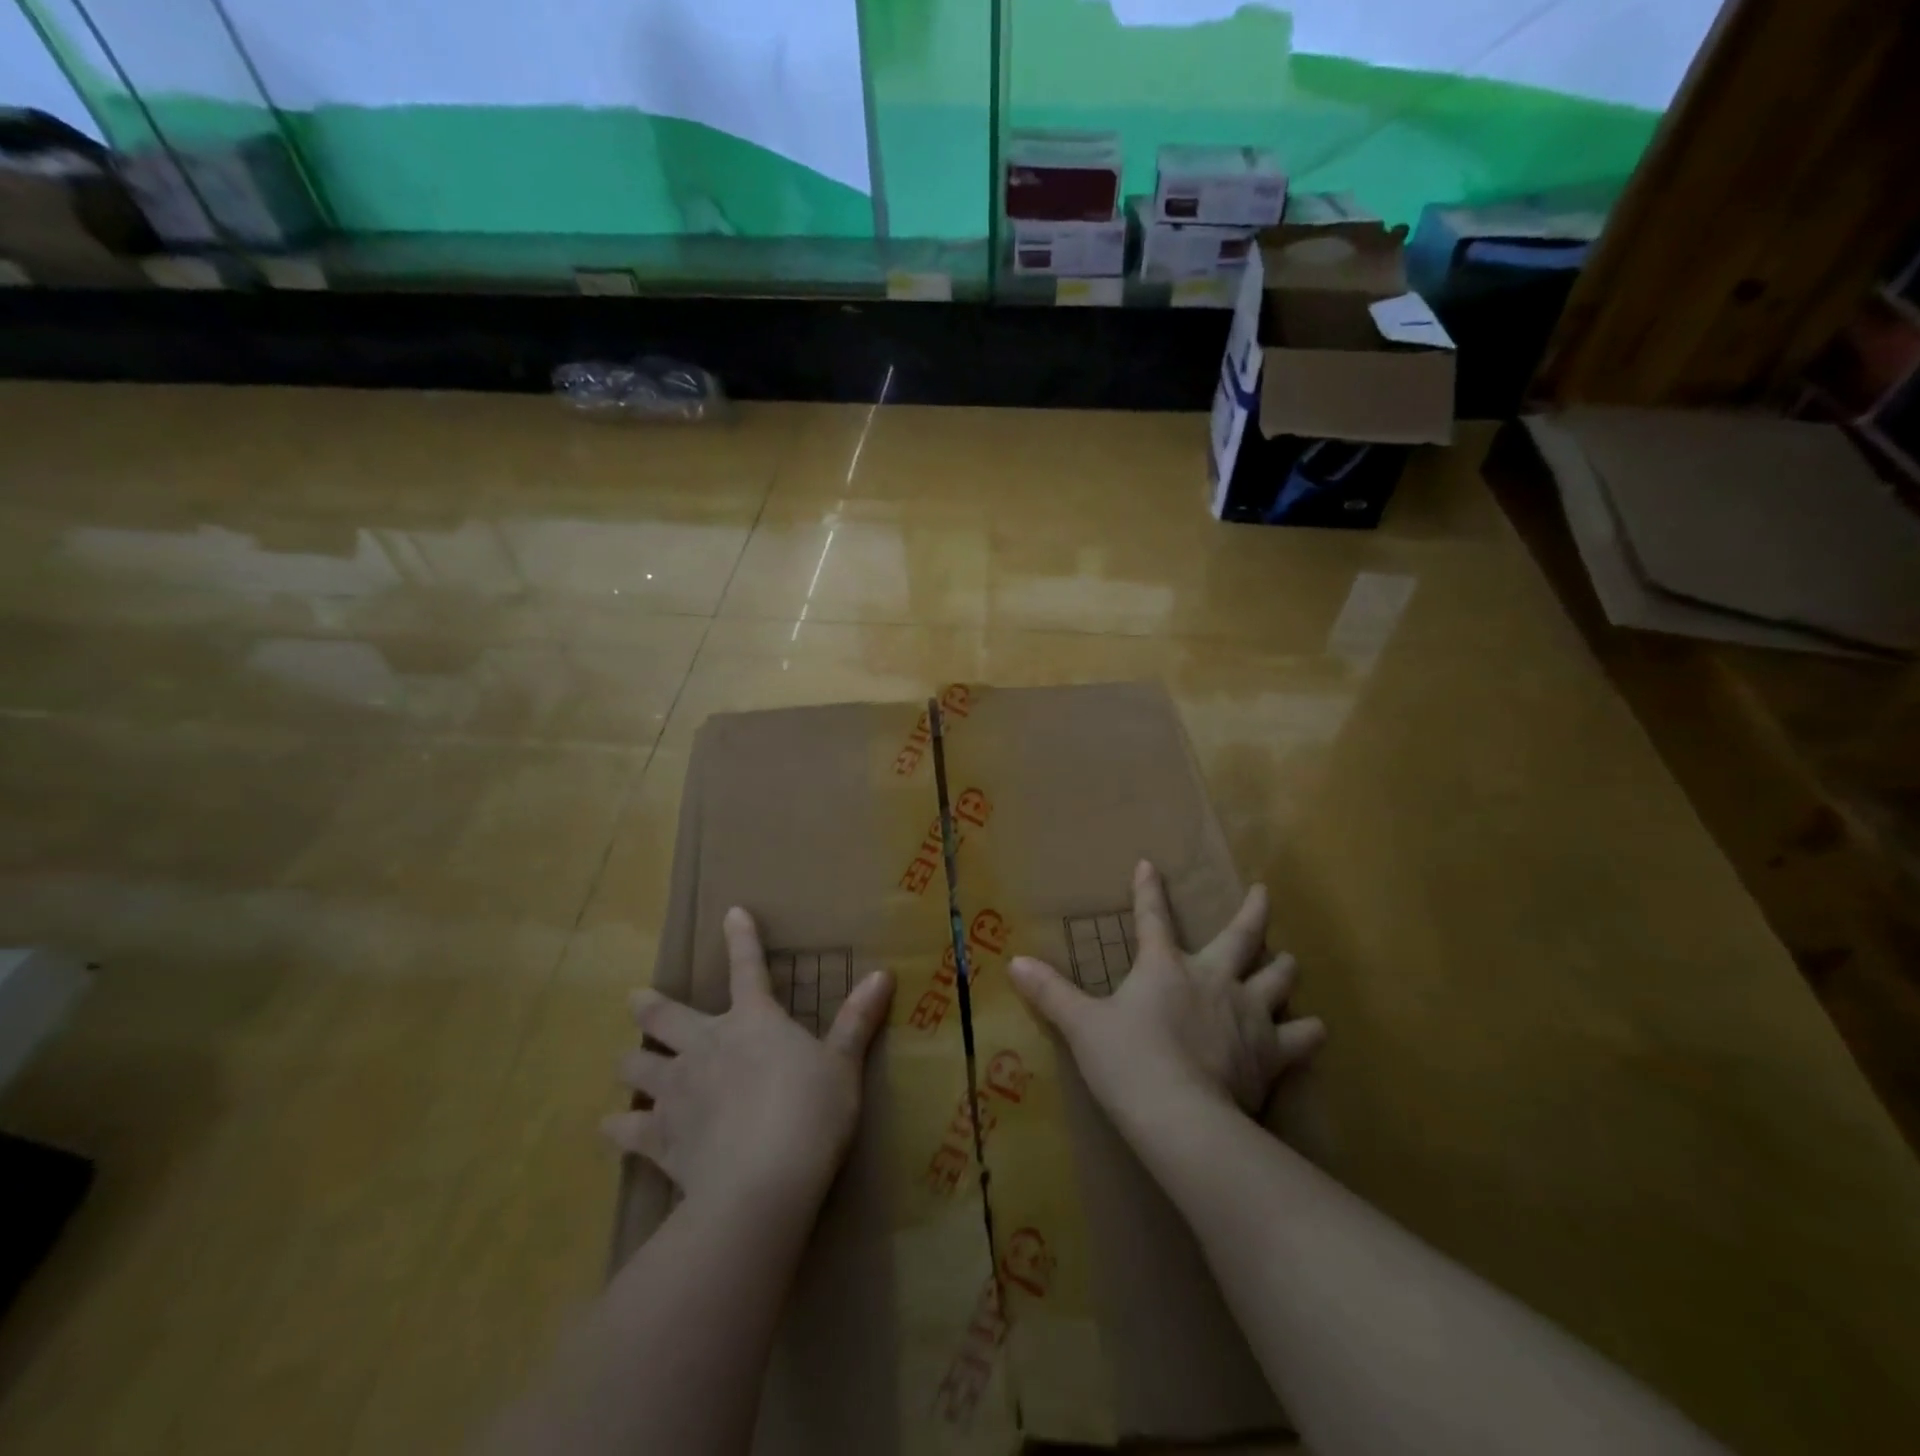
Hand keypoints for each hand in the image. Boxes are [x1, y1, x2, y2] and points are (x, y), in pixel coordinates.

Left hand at [603, 907, 893, 1206]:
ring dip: (630, 1062)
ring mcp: (677, 1090)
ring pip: (637, 1066)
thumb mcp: (843, 1064)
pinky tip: (611, 1128)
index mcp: (753, 1021)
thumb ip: (857, 1020)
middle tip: (634, 1000)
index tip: (731, 913)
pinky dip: (617, 1128)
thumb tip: (884, 973)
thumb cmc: (811, 1112)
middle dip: (648, 1006)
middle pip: (665, 1016)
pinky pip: (627, 1129)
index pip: (749, 967)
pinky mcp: (659, 1137)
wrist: (762, 1181)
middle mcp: (706, 1045)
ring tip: (625, 1063)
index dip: (741, 938)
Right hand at [1009, 861, 1323, 1125]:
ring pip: (1279, 978)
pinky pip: (1300, 1037)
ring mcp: (1248, 1014)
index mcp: (1165, 967)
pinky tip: (1315, 1030)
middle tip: (1263, 892)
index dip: (1149, 890)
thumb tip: (1013, 962)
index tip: (1150, 863)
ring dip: (1283, 968)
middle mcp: (1213, 979)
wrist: (1182, 1117)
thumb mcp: (1082, 1025)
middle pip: (1241, 936)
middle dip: (1252, 911)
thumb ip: (1051, 992)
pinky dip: (1308, 1033)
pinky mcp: (1271, 1053)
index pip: (1153, 918)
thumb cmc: (1128, 1062)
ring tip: (1289, 961)